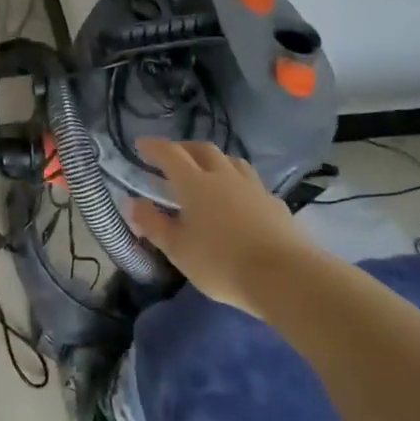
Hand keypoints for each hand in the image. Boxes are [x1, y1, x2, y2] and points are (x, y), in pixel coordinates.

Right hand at [127, 139, 315, 309]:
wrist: (285, 277)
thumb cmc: (221, 263)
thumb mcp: (178, 250)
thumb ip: (154, 224)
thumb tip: (133, 203)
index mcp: (195, 184)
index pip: (170, 154)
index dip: (154, 147)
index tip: (141, 144)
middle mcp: (223, 177)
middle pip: (203, 149)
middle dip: (184, 148)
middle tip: (172, 157)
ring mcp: (253, 188)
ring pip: (231, 161)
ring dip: (214, 160)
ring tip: (206, 171)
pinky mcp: (275, 204)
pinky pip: (251, 182)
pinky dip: (237, 182)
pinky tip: (238, 199)